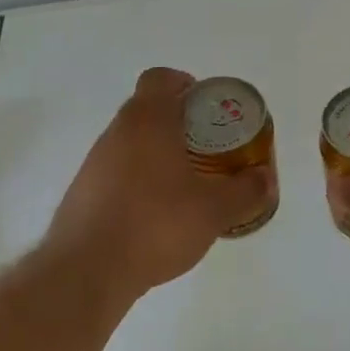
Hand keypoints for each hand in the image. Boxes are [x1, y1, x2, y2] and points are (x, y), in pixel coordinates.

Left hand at [49, 68, 274, 296]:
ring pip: (132, 143)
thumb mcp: (214, 209)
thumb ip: (246, 191)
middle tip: (209, 148)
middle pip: (148, 110)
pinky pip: (118, 173)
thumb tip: (266, 179)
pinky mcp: (83, 193)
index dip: (185, 84)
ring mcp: (95, 163)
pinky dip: (139, 182)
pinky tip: (157, 215)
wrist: (86, 272)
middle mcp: (116, 132)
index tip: (207, 108)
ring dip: (159, 154)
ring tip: (187, 185)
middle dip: (180, 124)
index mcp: (147, 120)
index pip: (160, 78)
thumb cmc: (155, 224)